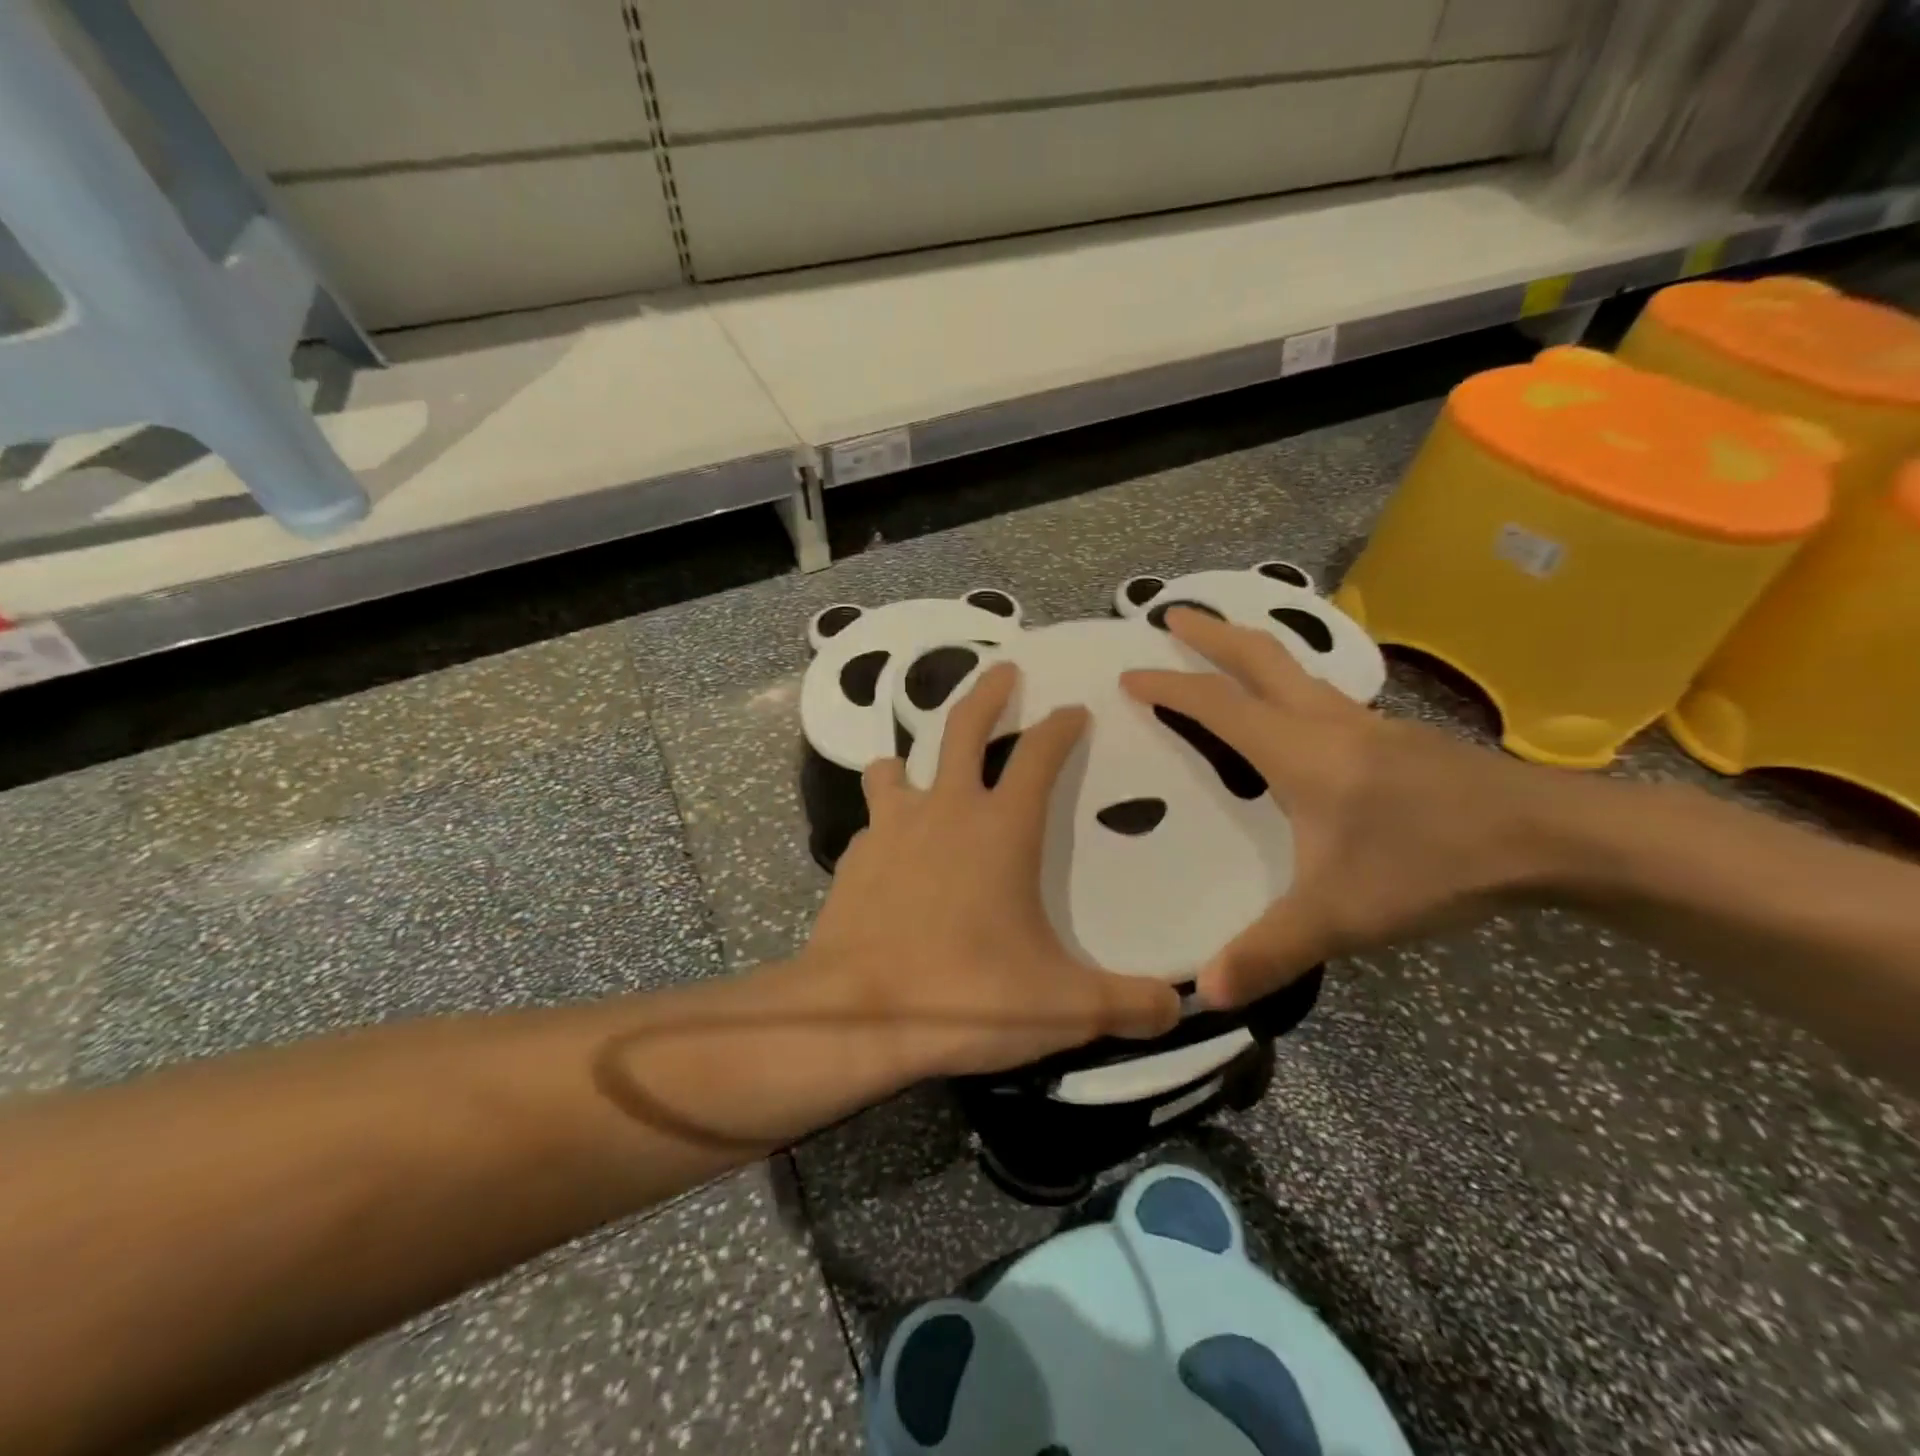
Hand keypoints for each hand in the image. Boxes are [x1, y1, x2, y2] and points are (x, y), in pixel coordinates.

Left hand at [804, 662, 1181, 1077]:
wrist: (856, 1016)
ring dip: (914, 757)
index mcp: (1001, 828)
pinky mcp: (854, 858)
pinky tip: (894, 852)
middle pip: (963, 727)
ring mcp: (891, 829)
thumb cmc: (965, 996)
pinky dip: (888, 824)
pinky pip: (875, 823)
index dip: (1061, 727)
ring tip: (922, 766)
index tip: (1074, 708)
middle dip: (988, 693)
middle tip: (1004, 669)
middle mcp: (945, 810)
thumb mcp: (1061, 1007)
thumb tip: (1178, 1009)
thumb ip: (1127, 1004)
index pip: (1040, 755)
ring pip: (898, 766)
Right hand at [1122, 609, 1547, 1009]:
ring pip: (1296, 670)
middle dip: (1211, 633)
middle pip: (1260, 657)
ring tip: (1222, 652)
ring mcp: (1368, 725)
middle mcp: (1327, 722)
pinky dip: (1287, 684)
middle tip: (1171, 614)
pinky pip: (1323, 695)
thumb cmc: (1432, 863)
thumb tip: (1204, 994)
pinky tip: (1294, 715)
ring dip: (1251, 652)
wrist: (1553, 839)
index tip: (1128, 674)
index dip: (1168, 687)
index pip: (1217, 705)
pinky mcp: (1396, 739)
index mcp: (1299, 750)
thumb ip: (1270, 950)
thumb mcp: (1341, 916)